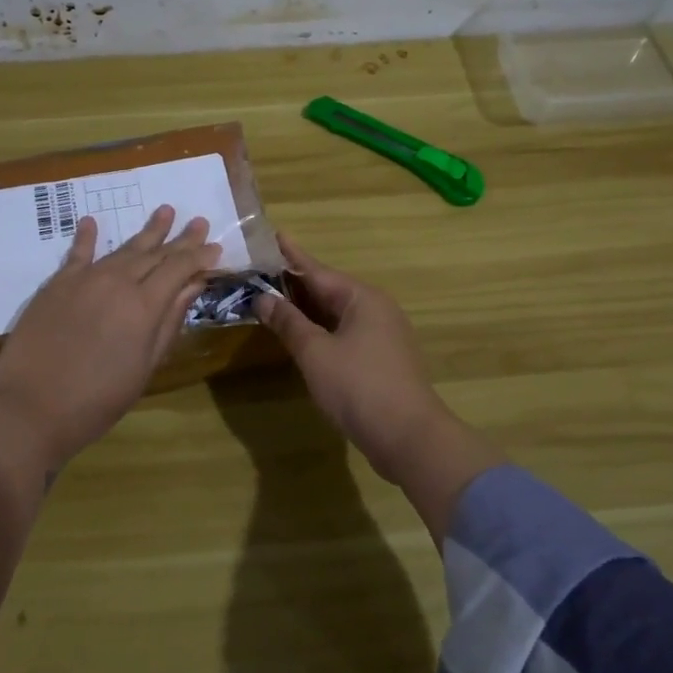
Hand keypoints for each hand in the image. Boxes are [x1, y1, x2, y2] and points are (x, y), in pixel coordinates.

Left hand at [0, 205, 221, 468]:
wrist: (29, 407)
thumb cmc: (97, 400)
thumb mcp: (145, 367)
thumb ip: (169, 322)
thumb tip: (192, 286)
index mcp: (144, 305)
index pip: (179, 268)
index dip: (199, 257)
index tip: (216, 247)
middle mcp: (117, 282)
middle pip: (155, 254)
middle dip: (180, 238)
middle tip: (198, 221)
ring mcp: (84, 279)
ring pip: (123, 249)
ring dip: (146, 231)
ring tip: (164, 211)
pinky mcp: (56, 284)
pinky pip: (77, 253)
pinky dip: (87, 236)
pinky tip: (92, 221)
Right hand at [255, 232, 463, 483]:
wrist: (409, 437)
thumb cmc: (359, 387)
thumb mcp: (315, 352)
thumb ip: (289, 322)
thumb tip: (264, 298)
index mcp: (362, 298)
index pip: (318, 270)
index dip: (291, 255)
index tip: (274, 234)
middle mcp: (376, 309)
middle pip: (329, 290)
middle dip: (296, 283)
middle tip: (263, 269)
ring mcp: (383, 335)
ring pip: (337, 314)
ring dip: (307, 309)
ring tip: (276, 298)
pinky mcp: (382, 360)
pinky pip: (345, 333)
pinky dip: (321, 330)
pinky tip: (302, 336)